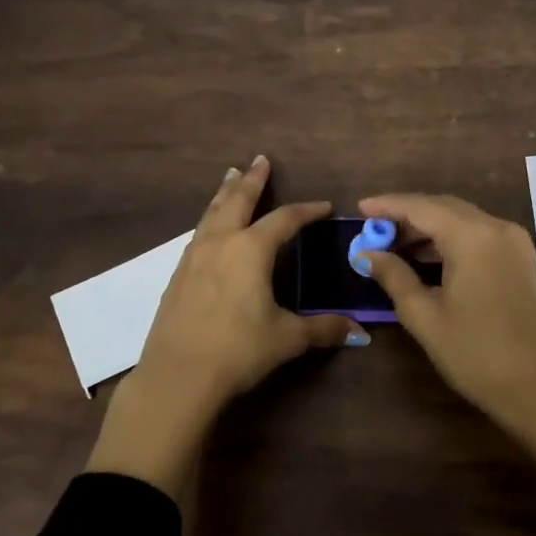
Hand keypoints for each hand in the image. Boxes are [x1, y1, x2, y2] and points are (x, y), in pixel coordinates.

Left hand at [88, 158, 364, 498]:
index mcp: (251, 250)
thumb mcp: (287, 339)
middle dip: (252, 180)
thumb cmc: (238, 351)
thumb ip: (323, 329)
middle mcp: (221, 244)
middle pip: (238, 201)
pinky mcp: (177, 276)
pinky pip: (197, 235)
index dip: (306, 211)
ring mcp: (193, 258)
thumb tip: (359, 330)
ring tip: (230, 178)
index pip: (285, 220)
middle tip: (260, 159)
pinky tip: (209, 229)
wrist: (177, 376)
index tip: (323, 206)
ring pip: (211, 214)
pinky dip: (209, 221)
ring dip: (224, 194)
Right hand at [356, 193, 535, 433]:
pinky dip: (450, 238)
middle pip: (444, 207)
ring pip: (462, 219)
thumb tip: (366, 254)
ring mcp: (514, 242)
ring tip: (393, 246)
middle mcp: (497, 228)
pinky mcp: (520, 259)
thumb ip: (393, 276)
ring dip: (428, 227)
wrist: (533, 387)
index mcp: (473, 237)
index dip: (389, 205)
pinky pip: (478, 234)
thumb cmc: (473, 353)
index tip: (360, 208)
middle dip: (407, 215)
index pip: (422, 208)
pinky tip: (427, 256)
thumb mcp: (424, 315)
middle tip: (373, 230)